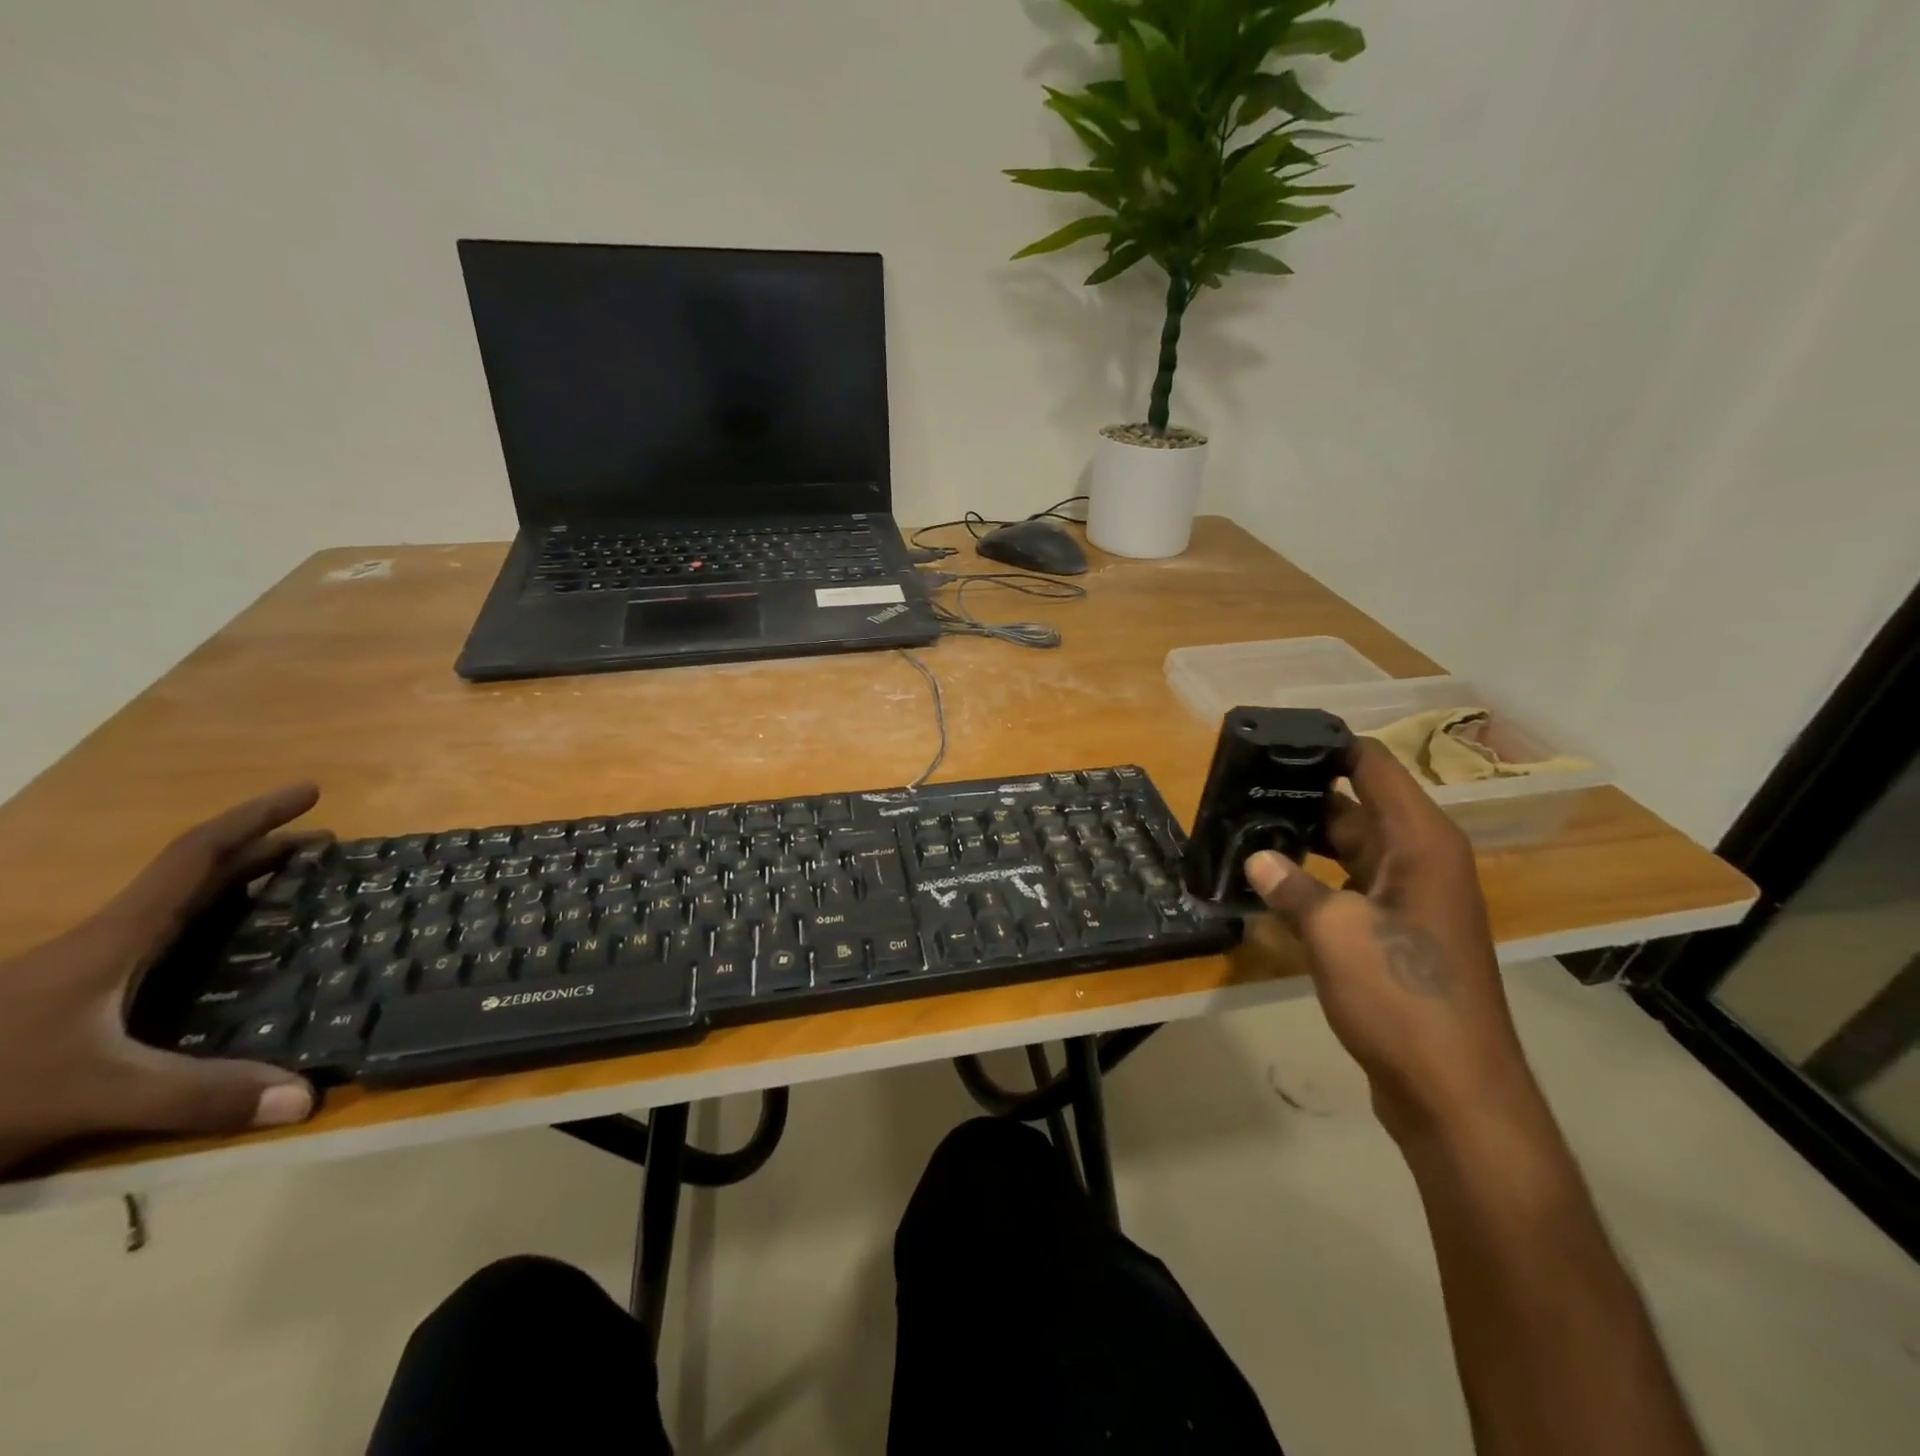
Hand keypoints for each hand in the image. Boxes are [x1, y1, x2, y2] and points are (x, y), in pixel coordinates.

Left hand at [0, 785, 323, 1172]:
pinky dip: (216, 921)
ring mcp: (89, 969)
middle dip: (264, 849)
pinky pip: (168, 938)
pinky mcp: (80, 998)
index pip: (197, 856)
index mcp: (117, 937)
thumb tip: (305, 1097)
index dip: (256, 818)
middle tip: (327, 846)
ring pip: (180, 905)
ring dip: (241, 883)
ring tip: (296, 885)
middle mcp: (108, 940)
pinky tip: (235, 949)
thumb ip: (196, 1095)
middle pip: (197, 874)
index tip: (310, 792)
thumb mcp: (92, 1094)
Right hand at [1245, 740, 1535, 1142]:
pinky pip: (1349, 886)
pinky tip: (1268, 881)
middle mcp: (1421, 860)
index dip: (1328, 745)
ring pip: (1350, 848)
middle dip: (1302, 793)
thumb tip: (1255, 858)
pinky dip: (1313, 879)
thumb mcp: (1334, 933)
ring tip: (1244, 826)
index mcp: (1421, 843)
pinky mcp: (1397, 933)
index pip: (1374, 766)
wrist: (1454, 1092)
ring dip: (1303, 839)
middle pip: (1357, 804)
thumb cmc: (1402, 997)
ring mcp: (1411, 898)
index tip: (1274, 738)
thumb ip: (1290, 886)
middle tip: (1240, 784)